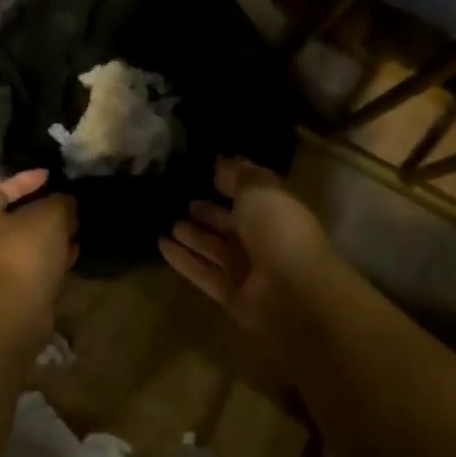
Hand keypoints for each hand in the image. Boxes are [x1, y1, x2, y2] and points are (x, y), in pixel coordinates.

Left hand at [0, 169, 77, 322]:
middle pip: (15, 216)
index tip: (51, 176)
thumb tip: (66, 201)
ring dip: (50, 235)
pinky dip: (50, 258)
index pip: (1, 187)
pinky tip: (72, 255)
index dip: (27, 178)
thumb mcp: (50, 215)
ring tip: (76, 229)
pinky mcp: (9, 291)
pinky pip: (31, 265)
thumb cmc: (25, 253)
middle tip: (69, 205)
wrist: (14, 312)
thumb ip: (61, 201)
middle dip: (44, 209)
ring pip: (26, 242)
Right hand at [159, 156, 335, 332]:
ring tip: (170, 223)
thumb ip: (238, 174)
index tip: (205, 174)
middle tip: (185, 201)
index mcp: (274, 211)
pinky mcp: (229, 294)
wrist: (294, 292)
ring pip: (214, 248)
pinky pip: (201, 272)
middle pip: (230, 223)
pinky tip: (161, 245)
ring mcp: (246, 269)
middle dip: (209, 213)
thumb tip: (221, 163)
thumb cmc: (279, 230)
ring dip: (194, 236)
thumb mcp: (259, 189)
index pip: (250, 195)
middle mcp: (261, 239)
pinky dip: (182, 260)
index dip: (230, 184)